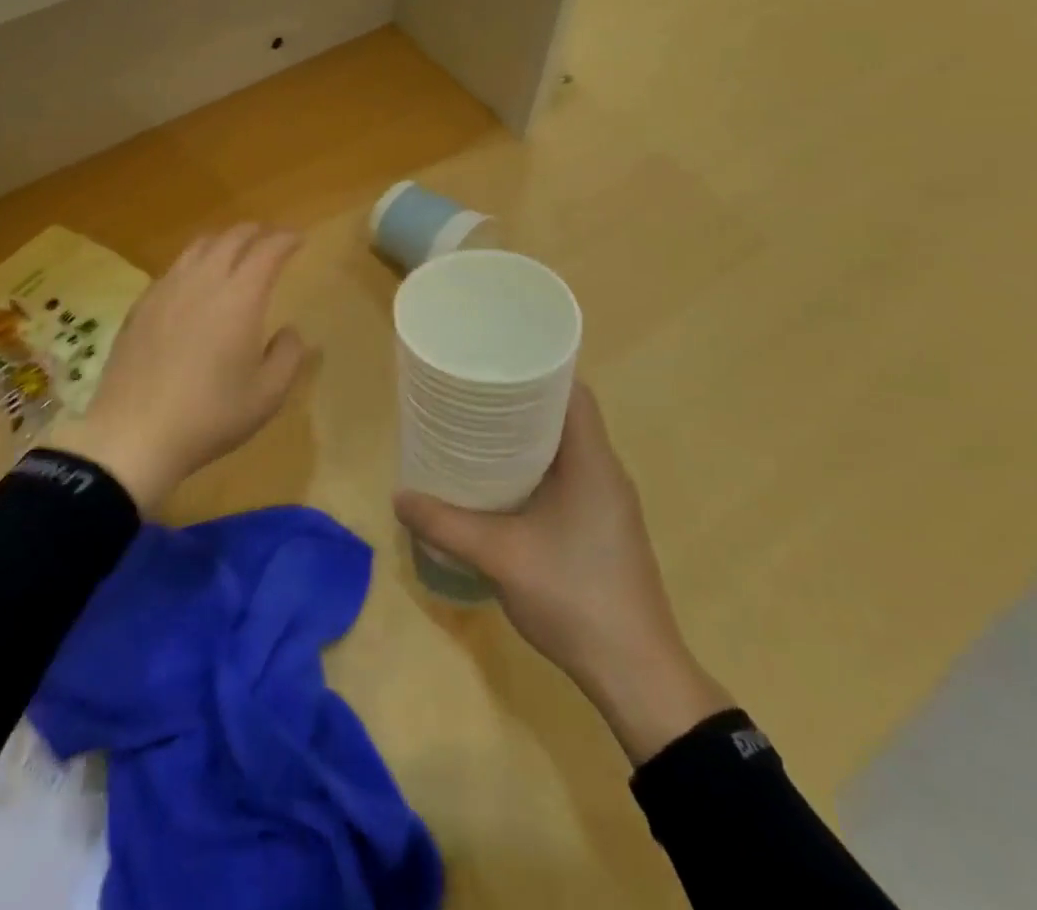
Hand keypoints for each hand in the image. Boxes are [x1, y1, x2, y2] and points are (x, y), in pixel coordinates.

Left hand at [57, 224, 308, 512]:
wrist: (134, 434)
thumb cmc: (210, 416)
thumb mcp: (267, 395)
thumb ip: (288, 356)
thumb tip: (290, 331)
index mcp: (239, 298)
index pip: (267, 251)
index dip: (285, 240)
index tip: (298, 239)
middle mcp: (203, 282)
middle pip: (231, 238)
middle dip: (255, 232)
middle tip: (269, 239)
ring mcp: (167, 290)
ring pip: (198, 247)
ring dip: (223, 242)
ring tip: (233, 252)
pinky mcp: (142, 305)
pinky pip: (173, 268)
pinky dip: (194, 262)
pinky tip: (194, 282)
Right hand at [394, 384, 730, 763]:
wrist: (637, 675)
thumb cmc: (575, 597)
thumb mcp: (500, 557)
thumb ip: (446, 525)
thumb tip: (398, 497)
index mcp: (593, 462)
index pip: (573, 391)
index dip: (538, 368)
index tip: (495, 361)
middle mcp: (605, 472)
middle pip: (566, 415)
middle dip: (521, 400)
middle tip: (473, 394)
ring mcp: (608, 503)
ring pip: (566, 449)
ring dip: (527, 436)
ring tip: (479, 430)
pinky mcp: (603, 528)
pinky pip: (568, 477)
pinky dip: (536, 467)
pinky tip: (503, 484)